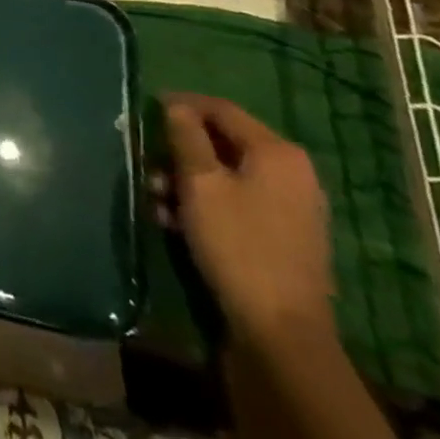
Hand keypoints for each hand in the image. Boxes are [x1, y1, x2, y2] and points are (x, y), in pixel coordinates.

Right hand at [162, 94, 334, 350]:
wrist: (283, 335)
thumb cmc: (238, 245)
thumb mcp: (200, 183)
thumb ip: (185, 135)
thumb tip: (176, 106)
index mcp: (276, 152)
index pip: (221, 109)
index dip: (181, 103)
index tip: (147, 108)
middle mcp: (291, 172)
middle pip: (223, 142)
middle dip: (180, 150)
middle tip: (148, 162)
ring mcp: (292, 207)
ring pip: (227, 174)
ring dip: (187, 180)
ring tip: (157, 198)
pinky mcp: (285, 236)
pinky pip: (238, 202)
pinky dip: (207, 204)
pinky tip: (176, 221)